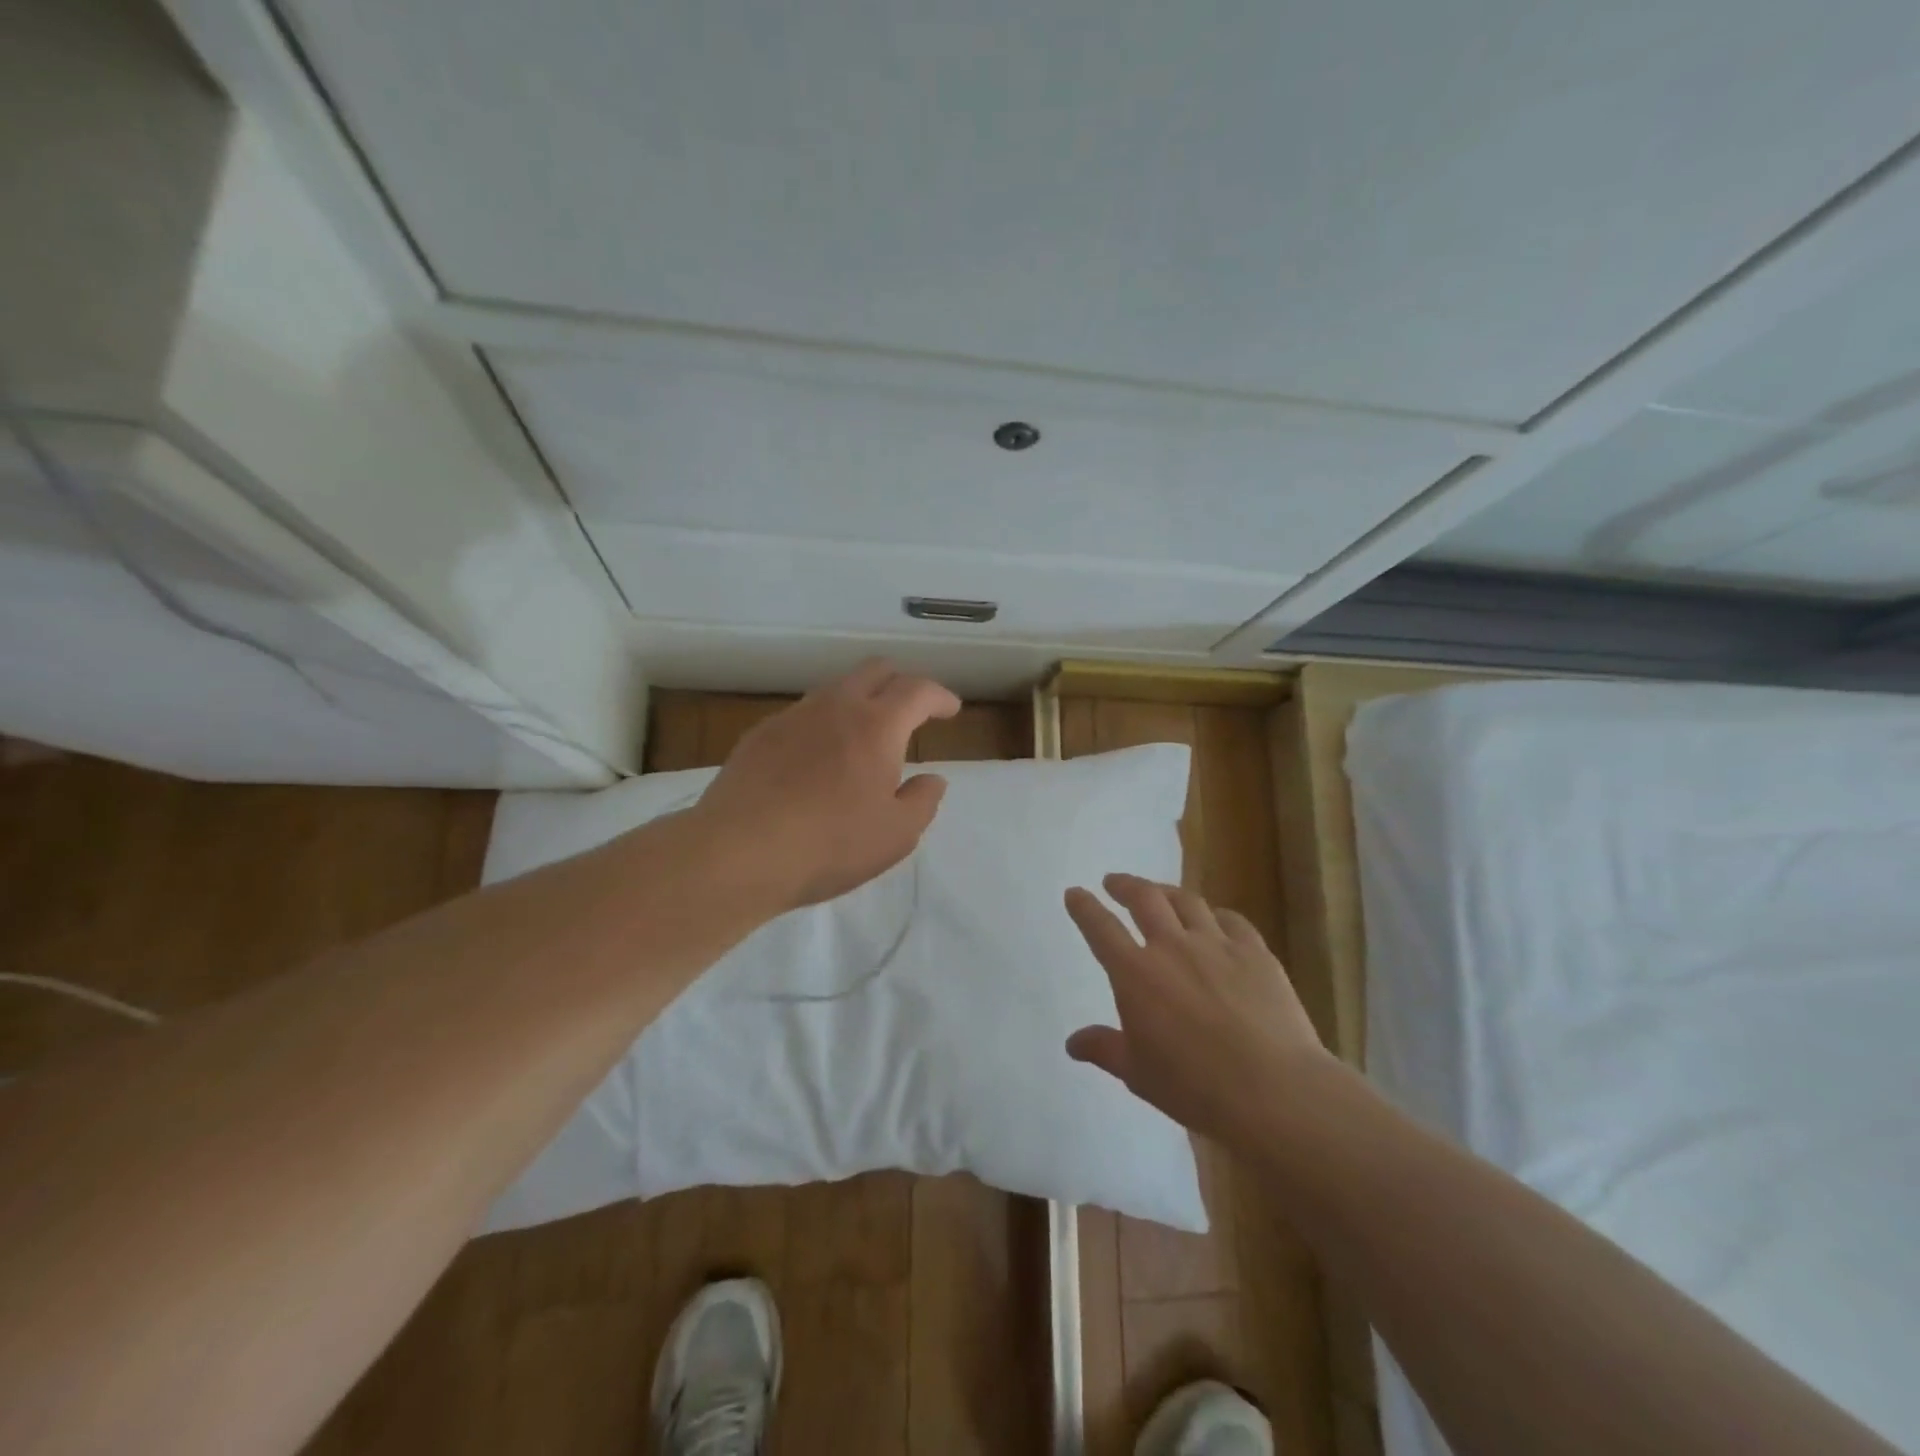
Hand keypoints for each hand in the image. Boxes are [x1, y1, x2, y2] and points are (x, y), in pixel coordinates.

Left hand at [692, 659, 961, 909]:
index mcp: (877, 725)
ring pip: (836, 689)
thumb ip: (923, 801)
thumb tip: (932, 779)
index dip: (940, 696)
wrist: (737, 852)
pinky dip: (824, 723)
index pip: (917, 690)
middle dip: (901, 682)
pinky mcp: (759, 734)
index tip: (950, 709)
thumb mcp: (896, 835)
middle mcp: (835, 707)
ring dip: (860, 700)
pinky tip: (818, 758)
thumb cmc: (830, 845)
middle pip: (875, 670)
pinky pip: (803, 714)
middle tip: (913, 710)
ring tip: (865, 736)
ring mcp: (793, 716)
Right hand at [1064, 874, 1337, 1144]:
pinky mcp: (1255, 953)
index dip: (1084, 908)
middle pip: (1144, 898)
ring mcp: (1217, 945)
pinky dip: (1216, 915)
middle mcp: (1172, 947)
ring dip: (1166, 892)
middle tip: (1114, 883)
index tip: (1075, 893)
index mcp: (1135, 974)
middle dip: (1124, 885)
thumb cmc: (1195, 1088)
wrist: (1274, 1090)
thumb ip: (1104, 1049)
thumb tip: (1072, 1043)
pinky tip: (1216, 920)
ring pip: (1186, 901)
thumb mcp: (1138, 1074)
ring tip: (1159, 893)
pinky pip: (1232, 920)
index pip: (1101, 928)